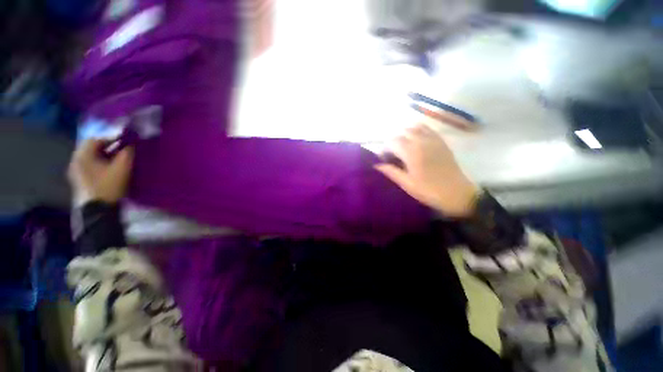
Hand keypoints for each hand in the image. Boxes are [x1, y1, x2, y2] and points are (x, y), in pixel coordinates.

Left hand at [68, 139, 133, 205]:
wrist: (97, 211)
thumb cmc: (108, 186)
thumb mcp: (122, 168)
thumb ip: (127, 153)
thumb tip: (131, 144)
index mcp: (82, 156)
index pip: (95, 139)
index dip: (111, 138)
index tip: (125, 141)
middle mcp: (75, 161)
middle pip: (91, 148)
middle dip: (107, 146)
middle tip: (122, 149)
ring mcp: (75, 172)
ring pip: (90, 157)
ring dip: (103, 155)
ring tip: (117, 159)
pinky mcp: (79, 180)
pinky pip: (89, 165)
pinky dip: (99, 163)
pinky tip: (108, 168)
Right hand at [375, 124, 477, 216]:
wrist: (457, 193)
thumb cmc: (429, 191)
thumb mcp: (407, 184)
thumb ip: (391, 171)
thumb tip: (376, 165)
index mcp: (411, 153)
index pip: (392, 142)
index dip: (385, 148)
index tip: (383, 158)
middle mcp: (422, 142)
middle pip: (403, 132)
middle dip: (394, 140)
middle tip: (392, 153)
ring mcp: (433, 140)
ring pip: (416, 127)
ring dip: (406, 133)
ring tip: (403, 145)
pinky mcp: (442, 142)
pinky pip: (429, 129)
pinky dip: (420, 130)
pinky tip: (417, 139)